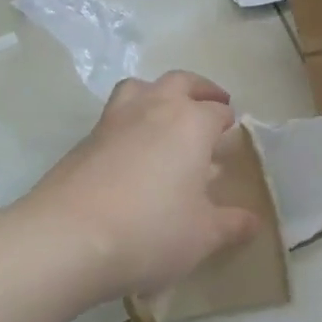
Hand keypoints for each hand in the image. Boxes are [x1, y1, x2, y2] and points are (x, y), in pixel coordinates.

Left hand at [22, 70, 262, 302]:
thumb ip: (231, 225)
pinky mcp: (84, 140)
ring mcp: (113, 121)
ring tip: (166, 115)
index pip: (217, 111)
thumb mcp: (203, 236)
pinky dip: (130, 122)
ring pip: (140, 88)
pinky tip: (132, 154)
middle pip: (180, 82)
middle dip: (200, 90)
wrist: (68, 239)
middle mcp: (153, 109)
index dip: (227, 122)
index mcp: (190, 123)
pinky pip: (114, 117)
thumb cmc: (150, 231)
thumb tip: (253, 222)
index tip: (231, 133)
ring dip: (158, 94)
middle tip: (211, 104)